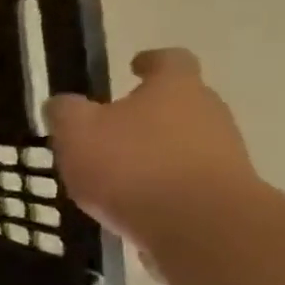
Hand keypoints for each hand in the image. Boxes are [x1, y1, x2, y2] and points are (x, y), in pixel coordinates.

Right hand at [44, 49, 258, 246]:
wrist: (198, 225)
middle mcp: (208, 111)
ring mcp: (223, 153)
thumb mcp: (77, 133)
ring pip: (184, 143)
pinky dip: (163, 187)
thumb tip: (61, 103)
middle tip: (113, 129)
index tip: (135, 66)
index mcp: (174, 87)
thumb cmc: (132, 165)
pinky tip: (136, 207)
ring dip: (155, 153)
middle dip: (148, 114)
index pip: (168, 59)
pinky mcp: (224, 192)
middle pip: (179, 103)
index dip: (150, 61)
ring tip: (118, 175)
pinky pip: (187, 181)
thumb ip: (65, 113)